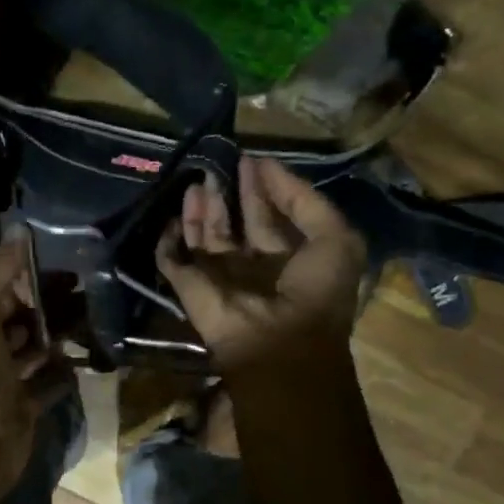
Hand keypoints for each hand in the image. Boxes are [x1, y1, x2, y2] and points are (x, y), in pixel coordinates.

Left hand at [0, 236, 72, 485]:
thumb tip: (20, 232)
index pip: (7, 288)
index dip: (34, 276)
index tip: (72, 265)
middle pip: (27, 317)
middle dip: (55, 306)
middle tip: (91, 296)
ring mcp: (10, 376)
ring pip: (41, 347)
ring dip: (64, 335)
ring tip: (95, 323)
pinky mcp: (29, 401)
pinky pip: (52, 380)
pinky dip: (66, 372)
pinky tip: (85, 361)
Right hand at [156, 157, 367, 377]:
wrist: (278, 342)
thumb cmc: (314, 291)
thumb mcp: (335, 238)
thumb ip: (304, 200)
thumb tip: (267, 166)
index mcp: (287, 259)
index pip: (268, 218)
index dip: (261, 189)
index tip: (250, 161)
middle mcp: (251, 267)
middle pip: (233, 225)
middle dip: (227, 195)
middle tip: (217, 165)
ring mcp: (218, 278)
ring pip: (202, 238)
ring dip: (199, 212)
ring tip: (197, 183)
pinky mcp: (190, 288)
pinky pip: (171, 260)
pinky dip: (168, 241)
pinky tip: (172, 217)